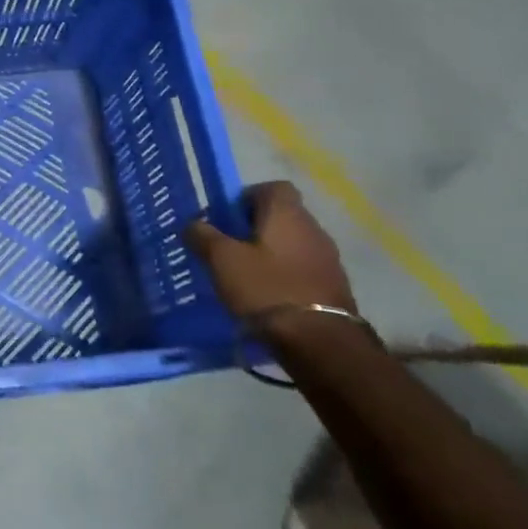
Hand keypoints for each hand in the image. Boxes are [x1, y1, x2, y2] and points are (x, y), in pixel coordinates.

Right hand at [184, 181, 356, 319]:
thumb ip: (203, 236)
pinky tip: (267, 296)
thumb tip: (193, 224)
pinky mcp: (334, 286)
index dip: (247, 197)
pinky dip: (285, 275)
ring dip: (271, 254)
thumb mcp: (221, 260)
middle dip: (255, 228)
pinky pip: (303, 269)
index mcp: (287, 214)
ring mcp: (328, 258)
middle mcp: (313, 228)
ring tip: (245, 276)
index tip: (227, 219)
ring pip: (292, 244)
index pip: (273, 187)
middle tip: (229, 249)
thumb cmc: (266, 288)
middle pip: (282, 216)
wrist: (319, 341)